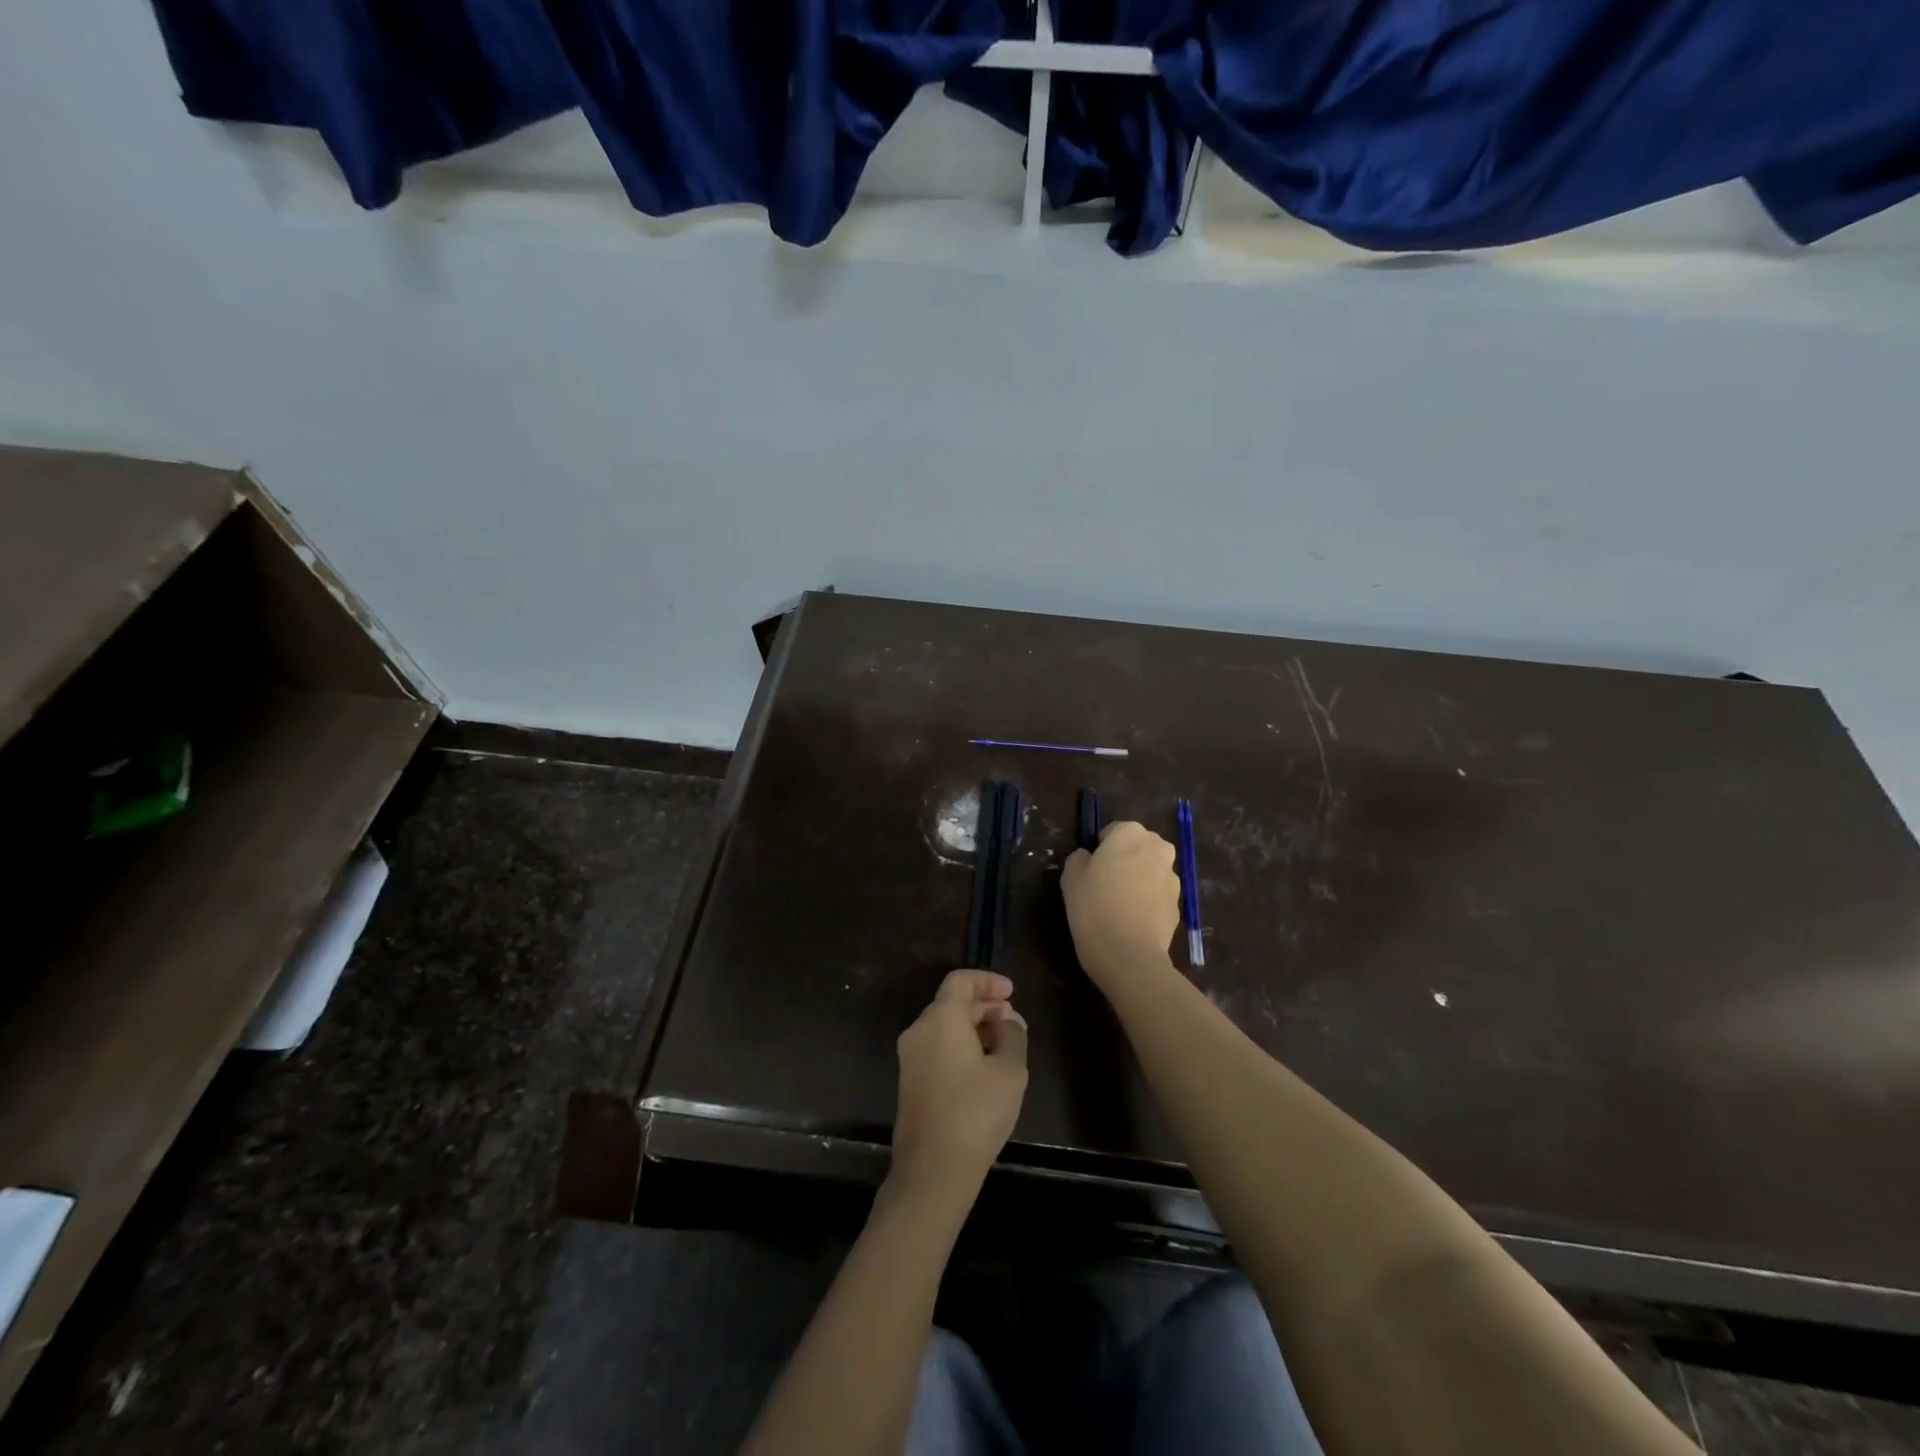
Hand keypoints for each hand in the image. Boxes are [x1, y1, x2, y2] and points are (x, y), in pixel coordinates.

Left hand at [890, 970, 1028, 1207]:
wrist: (932, 1171)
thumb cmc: (975, 1113)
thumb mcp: (1010, 1072)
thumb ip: (1013, 1036)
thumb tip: (1009, 1020)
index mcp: (941, 1018)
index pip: (961, 981)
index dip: (987, 981)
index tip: (1011, 992)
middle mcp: (919, 1030)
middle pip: (951, 1002)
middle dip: (983, 1005)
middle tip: (1012, 1020)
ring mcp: (910, 1056)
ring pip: (943, 1025)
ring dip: (973, 1026)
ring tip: (1003, 1044)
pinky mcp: (909, 1080)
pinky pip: (936, 1046)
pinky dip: (960, 1044)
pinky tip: (983, 1067)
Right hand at [1061, 821, 1181, 990]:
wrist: (1128, 954)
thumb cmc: (1094, 906)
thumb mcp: (1070, 876)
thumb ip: (1080, 857)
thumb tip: (1090, 858)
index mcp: (1130, 833)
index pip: (1113, 831)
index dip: (1101, 850)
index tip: (1091, 871)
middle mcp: (1157, 848)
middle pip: (1138, 848)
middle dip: (1126, 860)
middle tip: (1105, 885)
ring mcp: (1172, 877)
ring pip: (1151, 871)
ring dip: (1139, 881)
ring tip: (1120, 907)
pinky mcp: (1179, 904)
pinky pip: (1158, 895)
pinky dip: (1148, 902)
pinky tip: (1132, 921)